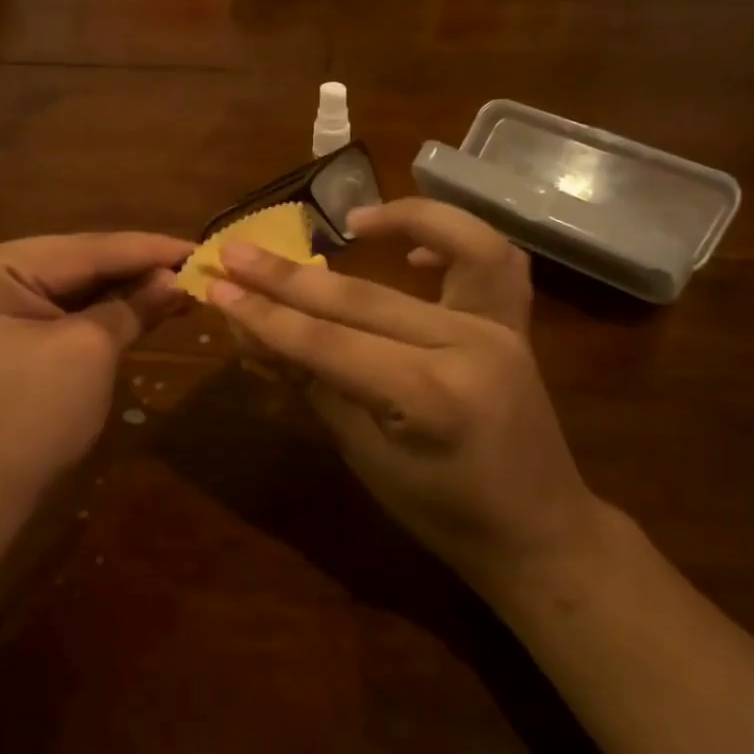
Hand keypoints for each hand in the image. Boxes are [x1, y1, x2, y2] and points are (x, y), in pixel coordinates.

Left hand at [0, 232, 193, 502]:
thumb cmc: (31, 420)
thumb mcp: (90, 352)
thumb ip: (134, 305)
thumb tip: (175, 278)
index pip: (84, 249)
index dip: (148, 249)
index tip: (201, 244)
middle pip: (76, 263)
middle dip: (137, 269)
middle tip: (196, 265)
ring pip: (71, 287)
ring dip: (124, 291)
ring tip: (180, 284)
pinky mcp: (0, 331)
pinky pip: (59, 311)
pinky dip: (101, 312)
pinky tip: (143, 305)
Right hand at [207, 199, 598, 590]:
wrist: (539, 533)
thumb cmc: (442, 513)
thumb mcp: (365, 456)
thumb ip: (312, 382)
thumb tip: (252, 331)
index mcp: (430, 397)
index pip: (327, 343)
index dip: (265, 315)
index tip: (215, 285)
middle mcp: (469, 347)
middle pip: (364, 298)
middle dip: (290, 276)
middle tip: (235, 251)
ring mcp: (501, 329)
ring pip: (453, 248)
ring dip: (401, 221)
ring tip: (351, 219)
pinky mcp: (515, 324)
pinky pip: (495, 261)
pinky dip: (457, 237)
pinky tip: (413, 246)